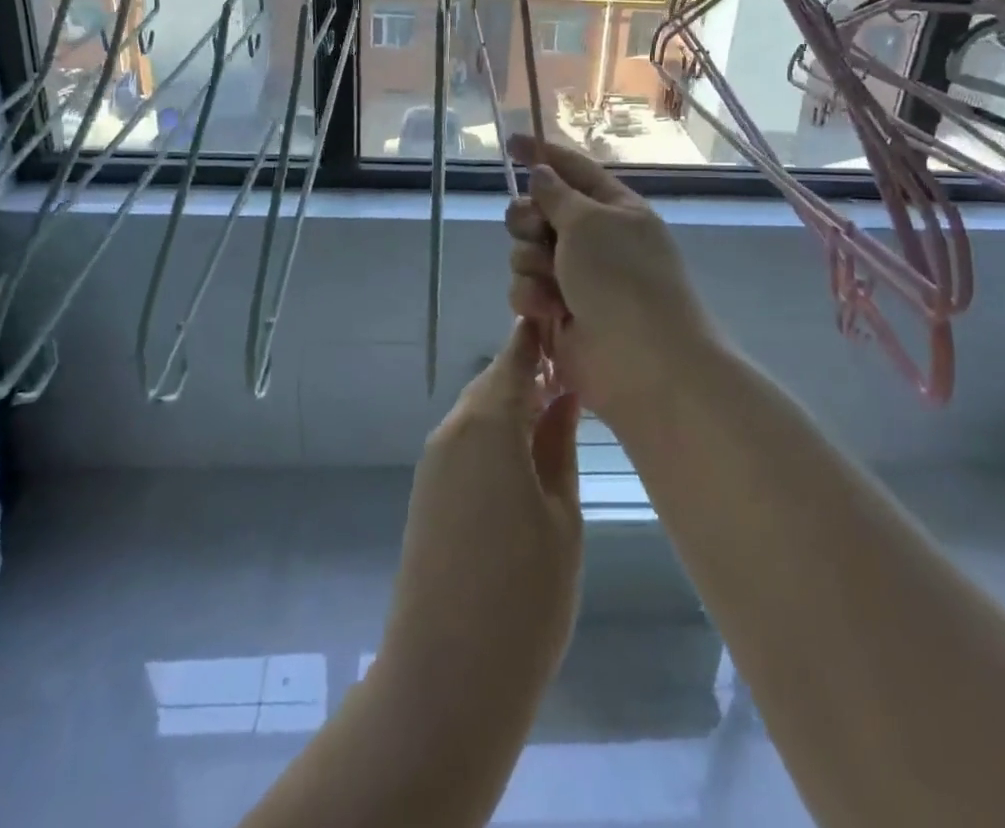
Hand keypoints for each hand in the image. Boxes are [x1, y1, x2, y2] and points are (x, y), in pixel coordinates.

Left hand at [381, 322, 582, 712]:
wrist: (446, 679)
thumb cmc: (524, 596)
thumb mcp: (561, 515)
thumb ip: (559, 445)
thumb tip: (563, 396)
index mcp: (488, 423)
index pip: (515, 357)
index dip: (539, 338)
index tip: (567, 324)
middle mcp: (453, 429)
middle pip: (493, 381)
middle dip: (530, 373)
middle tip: (575, 380)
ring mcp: (434, 461)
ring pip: (478, 410)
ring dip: (512, 404)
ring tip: (557, 417)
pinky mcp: (428, 491)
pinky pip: (465, 440)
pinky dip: (494, 433)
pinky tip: (524, 457)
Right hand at [504, 135, 710, 419]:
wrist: (642, 362)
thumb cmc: (622, 278)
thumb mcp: (590, 222)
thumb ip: (557, 194)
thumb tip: (542, 172)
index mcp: (613, 208)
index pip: (573, 169)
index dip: (541, 154)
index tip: (510, 143)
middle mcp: (593, 239)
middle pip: (538, 211)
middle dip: (528, 220)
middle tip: (536, 231)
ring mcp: (575, 277)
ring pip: (525, 252)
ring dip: (531, 263)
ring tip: (552, 284)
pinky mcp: (558, 311)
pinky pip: (525, 288)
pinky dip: (533, 296)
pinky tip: (549, 310)